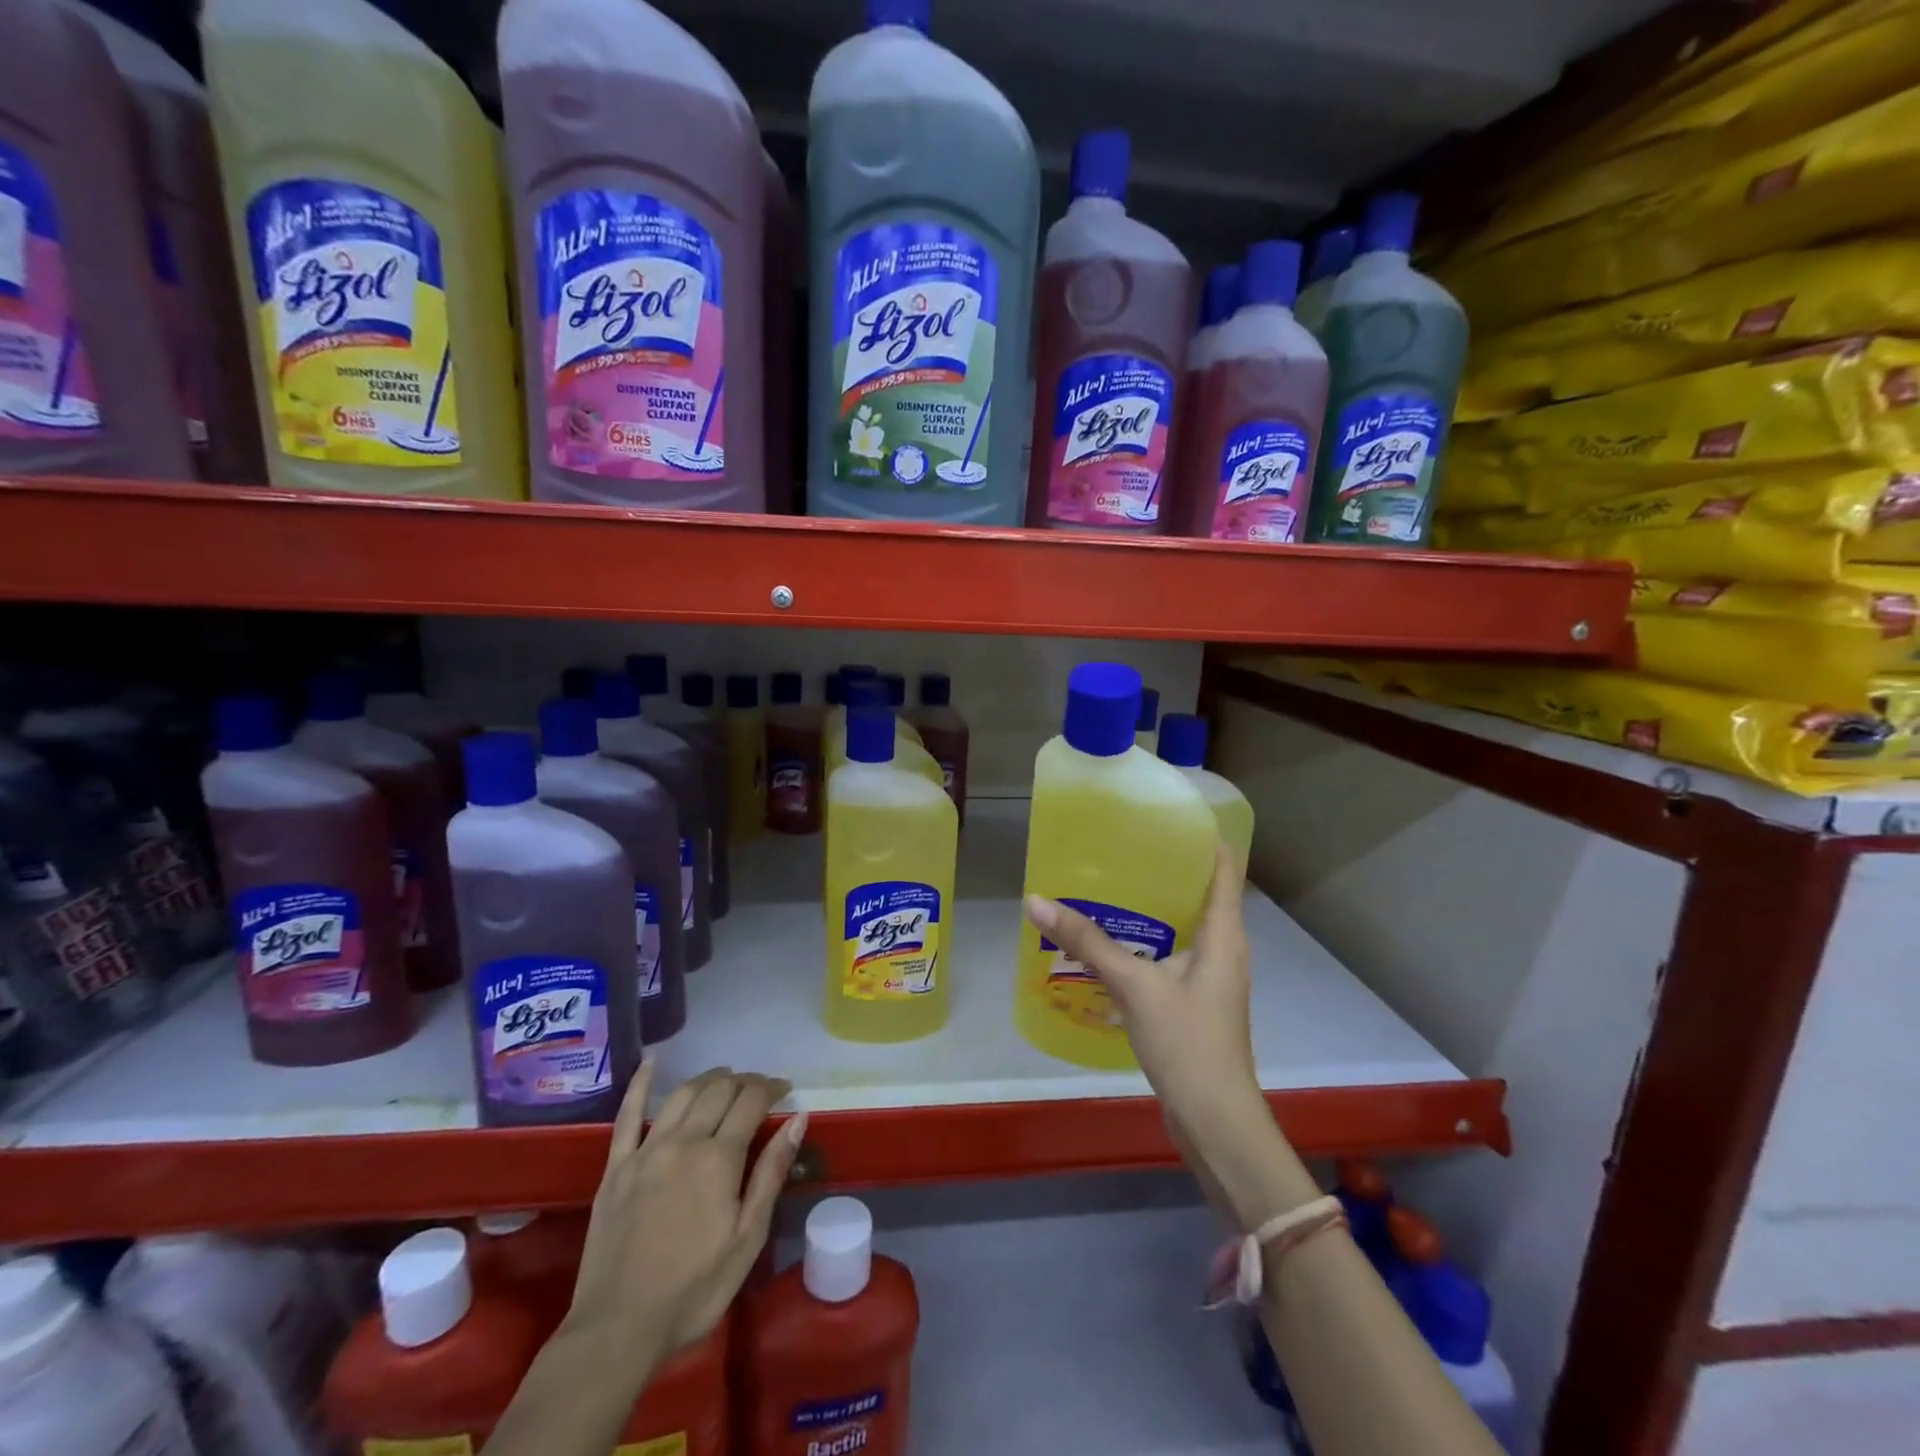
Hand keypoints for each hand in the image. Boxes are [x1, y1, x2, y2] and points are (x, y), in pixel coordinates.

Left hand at [562, 1064, 805, 1375]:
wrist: (618, 1330)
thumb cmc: (694, 1290)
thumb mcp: (747, 1238)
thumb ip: (771, 1174)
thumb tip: (797, 1119)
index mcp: (719, 1158)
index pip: (751, 1101)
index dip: (772, 1087)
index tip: (785, 1089)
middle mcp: (683, 1141)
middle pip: (718, 1090)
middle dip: (744, 1081)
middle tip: (759, 1089)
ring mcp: (646, 1151)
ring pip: (682, 1094)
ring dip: (708, 1079)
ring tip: (724, 1078)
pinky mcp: (616, 1167)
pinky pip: (627, 1115)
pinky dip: (640, 1084)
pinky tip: (652, 1063)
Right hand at [1024, 843, 1305, 1226]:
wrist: (1216, 1122)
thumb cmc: (1188, 1044)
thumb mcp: (1134, 987)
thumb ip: (1087, 943)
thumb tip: (1036, 901)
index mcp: (1224, 933)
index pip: (1226, 866)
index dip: (1202, 836)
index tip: (1164, 814)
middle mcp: (1224, 947)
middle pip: (1202, 890)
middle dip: (1164, 866)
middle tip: (1120, 844)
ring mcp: (1211, 976)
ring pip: (1184, 923)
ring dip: (1153, 903)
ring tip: (1109, 882)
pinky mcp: (1196, 1001)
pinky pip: (1172, 953)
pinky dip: (1147, 938)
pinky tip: (1111, 940)